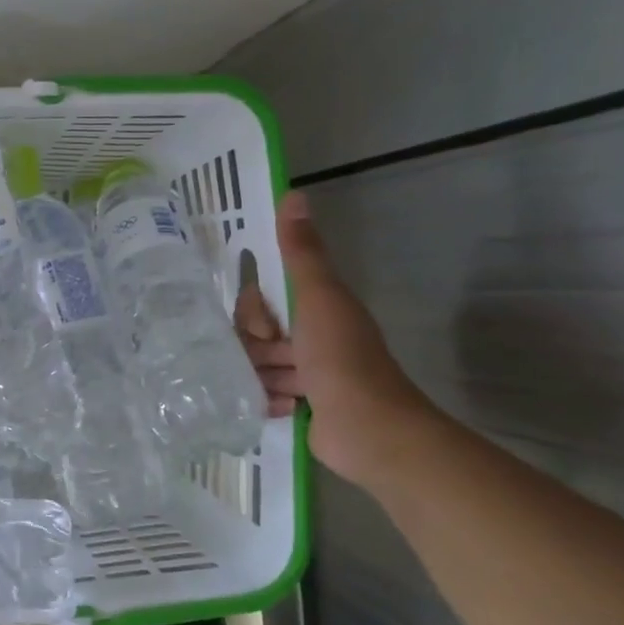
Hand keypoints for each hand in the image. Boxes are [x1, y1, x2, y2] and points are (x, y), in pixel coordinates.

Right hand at [237, 192, 439, 484]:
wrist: (370, 430)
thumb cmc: (341, 359)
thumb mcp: (318, 298)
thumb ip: (301, 252)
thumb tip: (293, 194)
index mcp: (316, 306)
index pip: (260, 298)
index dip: (255, 310)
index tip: (266, 326)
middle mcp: (310, 336)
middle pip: (254, 332)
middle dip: (256, 347)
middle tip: (276, 359)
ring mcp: (306, 372)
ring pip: (257, 363)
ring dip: (262, 376)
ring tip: (283, 389)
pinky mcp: (301, 404)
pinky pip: (264, 392)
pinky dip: (269, 399)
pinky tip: (283, 407)